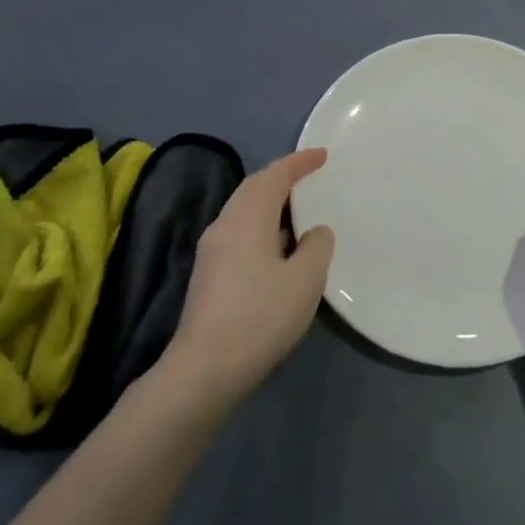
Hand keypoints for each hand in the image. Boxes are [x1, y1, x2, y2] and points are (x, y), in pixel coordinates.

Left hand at [165, 149, 334, 408]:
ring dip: (270, 201)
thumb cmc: (259, 317)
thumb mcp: (304, 281)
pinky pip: (239, 230)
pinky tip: (277, 247)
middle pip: (254, 187)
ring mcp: (212, 248)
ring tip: (298, 210)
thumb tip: (315, 231)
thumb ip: (316, 247)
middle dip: (282, 176)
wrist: (203, 369)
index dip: (299, 162)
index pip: (275, 175)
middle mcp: (225, 223)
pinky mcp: (208, 272)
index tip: (322, 155)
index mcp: (248, 217)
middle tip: (309, 176)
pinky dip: (261, 224)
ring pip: (244, 209)